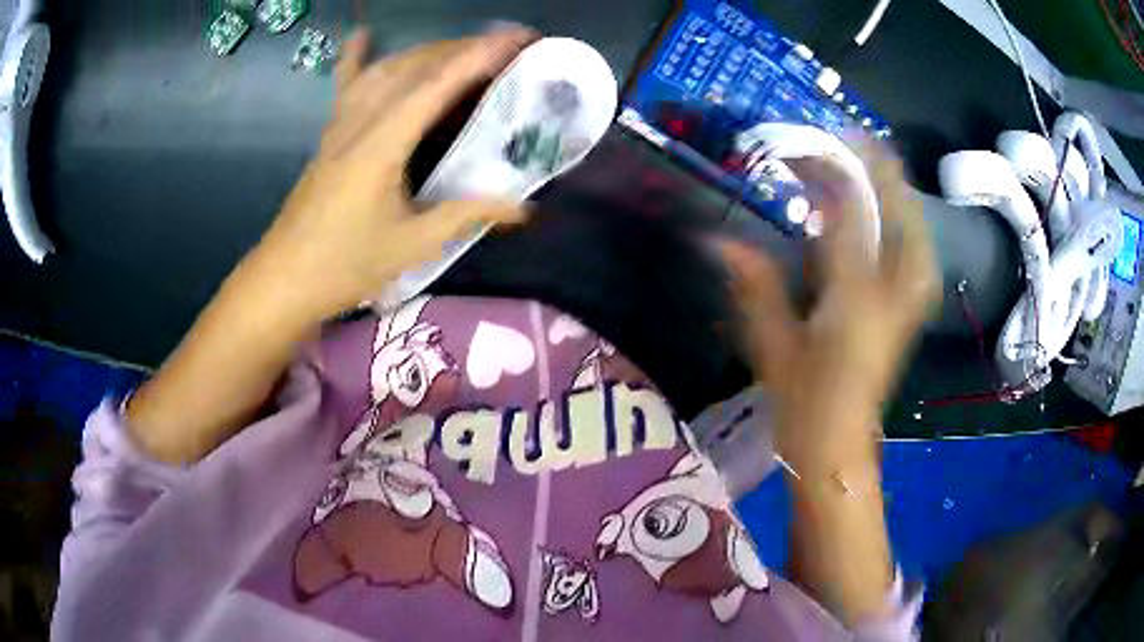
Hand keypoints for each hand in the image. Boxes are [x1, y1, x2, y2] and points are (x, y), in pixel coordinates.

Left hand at [244, 27, 537, 324]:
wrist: (284, 279)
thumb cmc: (345, 265)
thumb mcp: (412, 244)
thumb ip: (466, 215)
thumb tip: (522, 207)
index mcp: (383, 143)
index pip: (438, 84)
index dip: (480, 56)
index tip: (519, 38)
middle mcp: (362, 121)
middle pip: (415, 67)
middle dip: (464, 47)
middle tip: (506, 45)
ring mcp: (342, 124)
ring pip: (386, 69)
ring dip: (429, 51)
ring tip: (464, 48)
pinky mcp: (330, 135)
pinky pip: (346, 86)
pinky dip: (356, 59)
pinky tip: (362, 36)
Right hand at [722, 140, 938, 471]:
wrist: (841, 441)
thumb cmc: (806, 401)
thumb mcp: (773, 344)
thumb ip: (754, 285)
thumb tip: (716, 238)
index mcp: (856, 294)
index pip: (849, 209)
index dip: (830, 167)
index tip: (809, 141)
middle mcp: (892, 287)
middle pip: (895, 205)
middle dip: (873, 166)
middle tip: (844, 141)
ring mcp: (909, 296)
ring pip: (911, 222)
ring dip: (889, 188)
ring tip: (864, 164)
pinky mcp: (911, 305)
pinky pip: (912, 245)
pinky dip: (898, 218)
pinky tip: (882, 210)